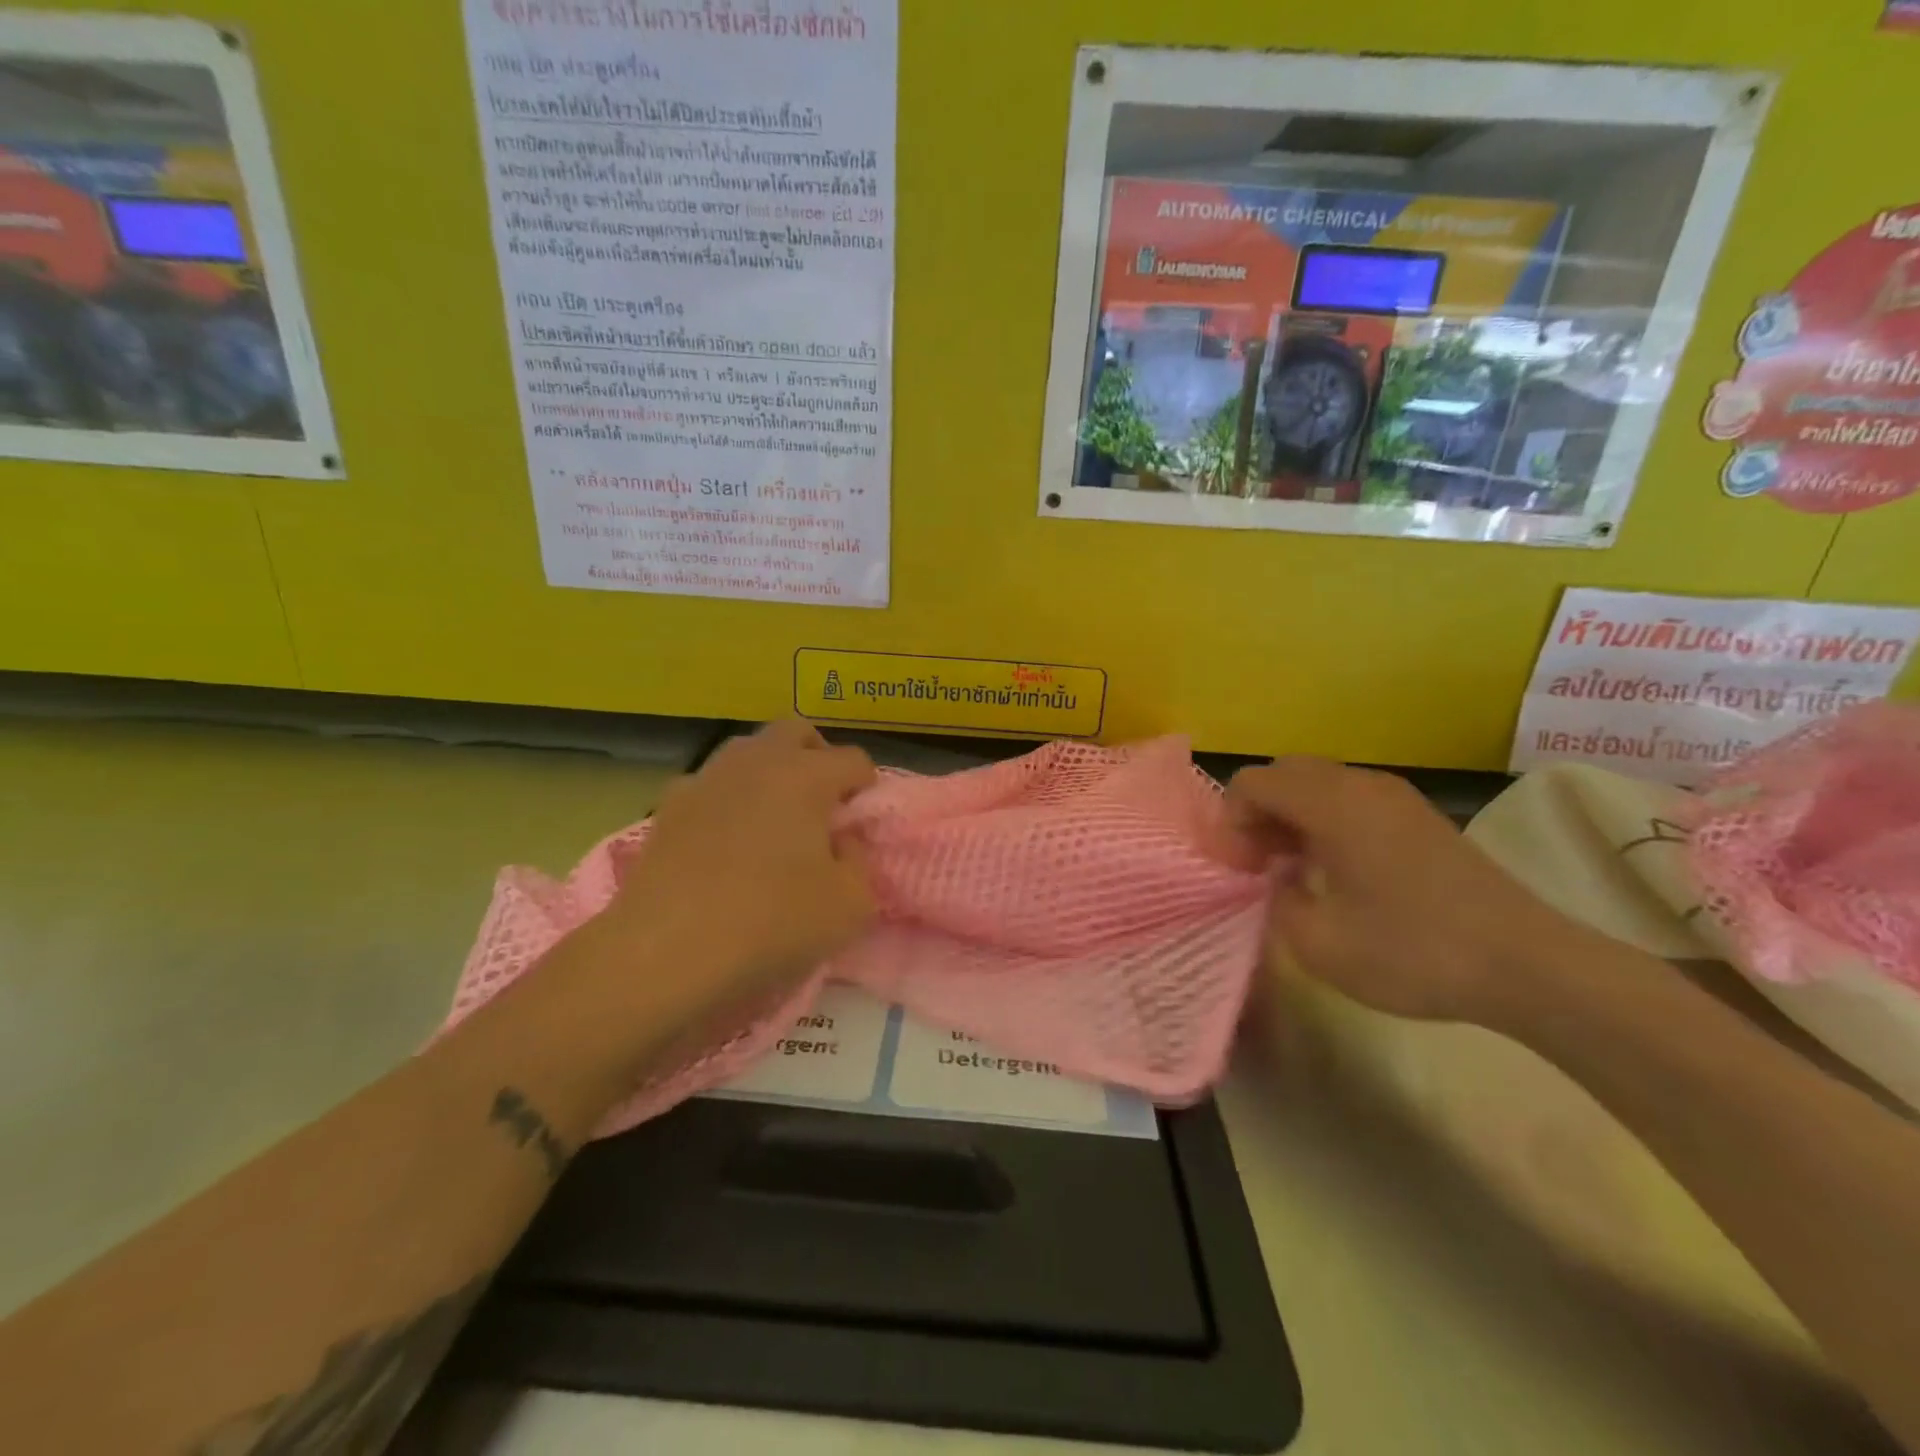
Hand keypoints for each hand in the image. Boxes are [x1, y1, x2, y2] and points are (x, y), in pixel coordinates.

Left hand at [586, 720, 877, 1027]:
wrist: (665, 951)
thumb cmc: (771, 923)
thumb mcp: (850, 905)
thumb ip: (859, 862)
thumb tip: (840, 841)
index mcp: (806, 775)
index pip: (854, 760)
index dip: (867, 790)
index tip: (860, 827)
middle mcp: (756, 761)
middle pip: (797, 732)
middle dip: (818, 758)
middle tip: (822, 807)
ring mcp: (706, 778)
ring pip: (748, 752)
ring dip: (770, 774)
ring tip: (773, 824)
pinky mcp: (668, 806)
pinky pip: (710, 786)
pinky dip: (726, 802)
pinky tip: (723, 843)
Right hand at [1228, 757, 1590, 1024]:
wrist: (1526, 965)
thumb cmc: (1412, 952)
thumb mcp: (1318, 943)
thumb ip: (1276, 901)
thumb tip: (1277, 880)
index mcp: (1331, 805)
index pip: (1253, 782)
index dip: (1231, 821)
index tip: (1240, 869)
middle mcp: (1360, 785)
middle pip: (1285, 773)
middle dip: (1259, 812)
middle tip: (1260, 863)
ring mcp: (1395, 796)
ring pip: (1319, 783)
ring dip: (1292, 815)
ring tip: (1294, 868)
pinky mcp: (1419, 816)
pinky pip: (1351, 798)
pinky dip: (1325, 820)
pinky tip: (1337, 869)